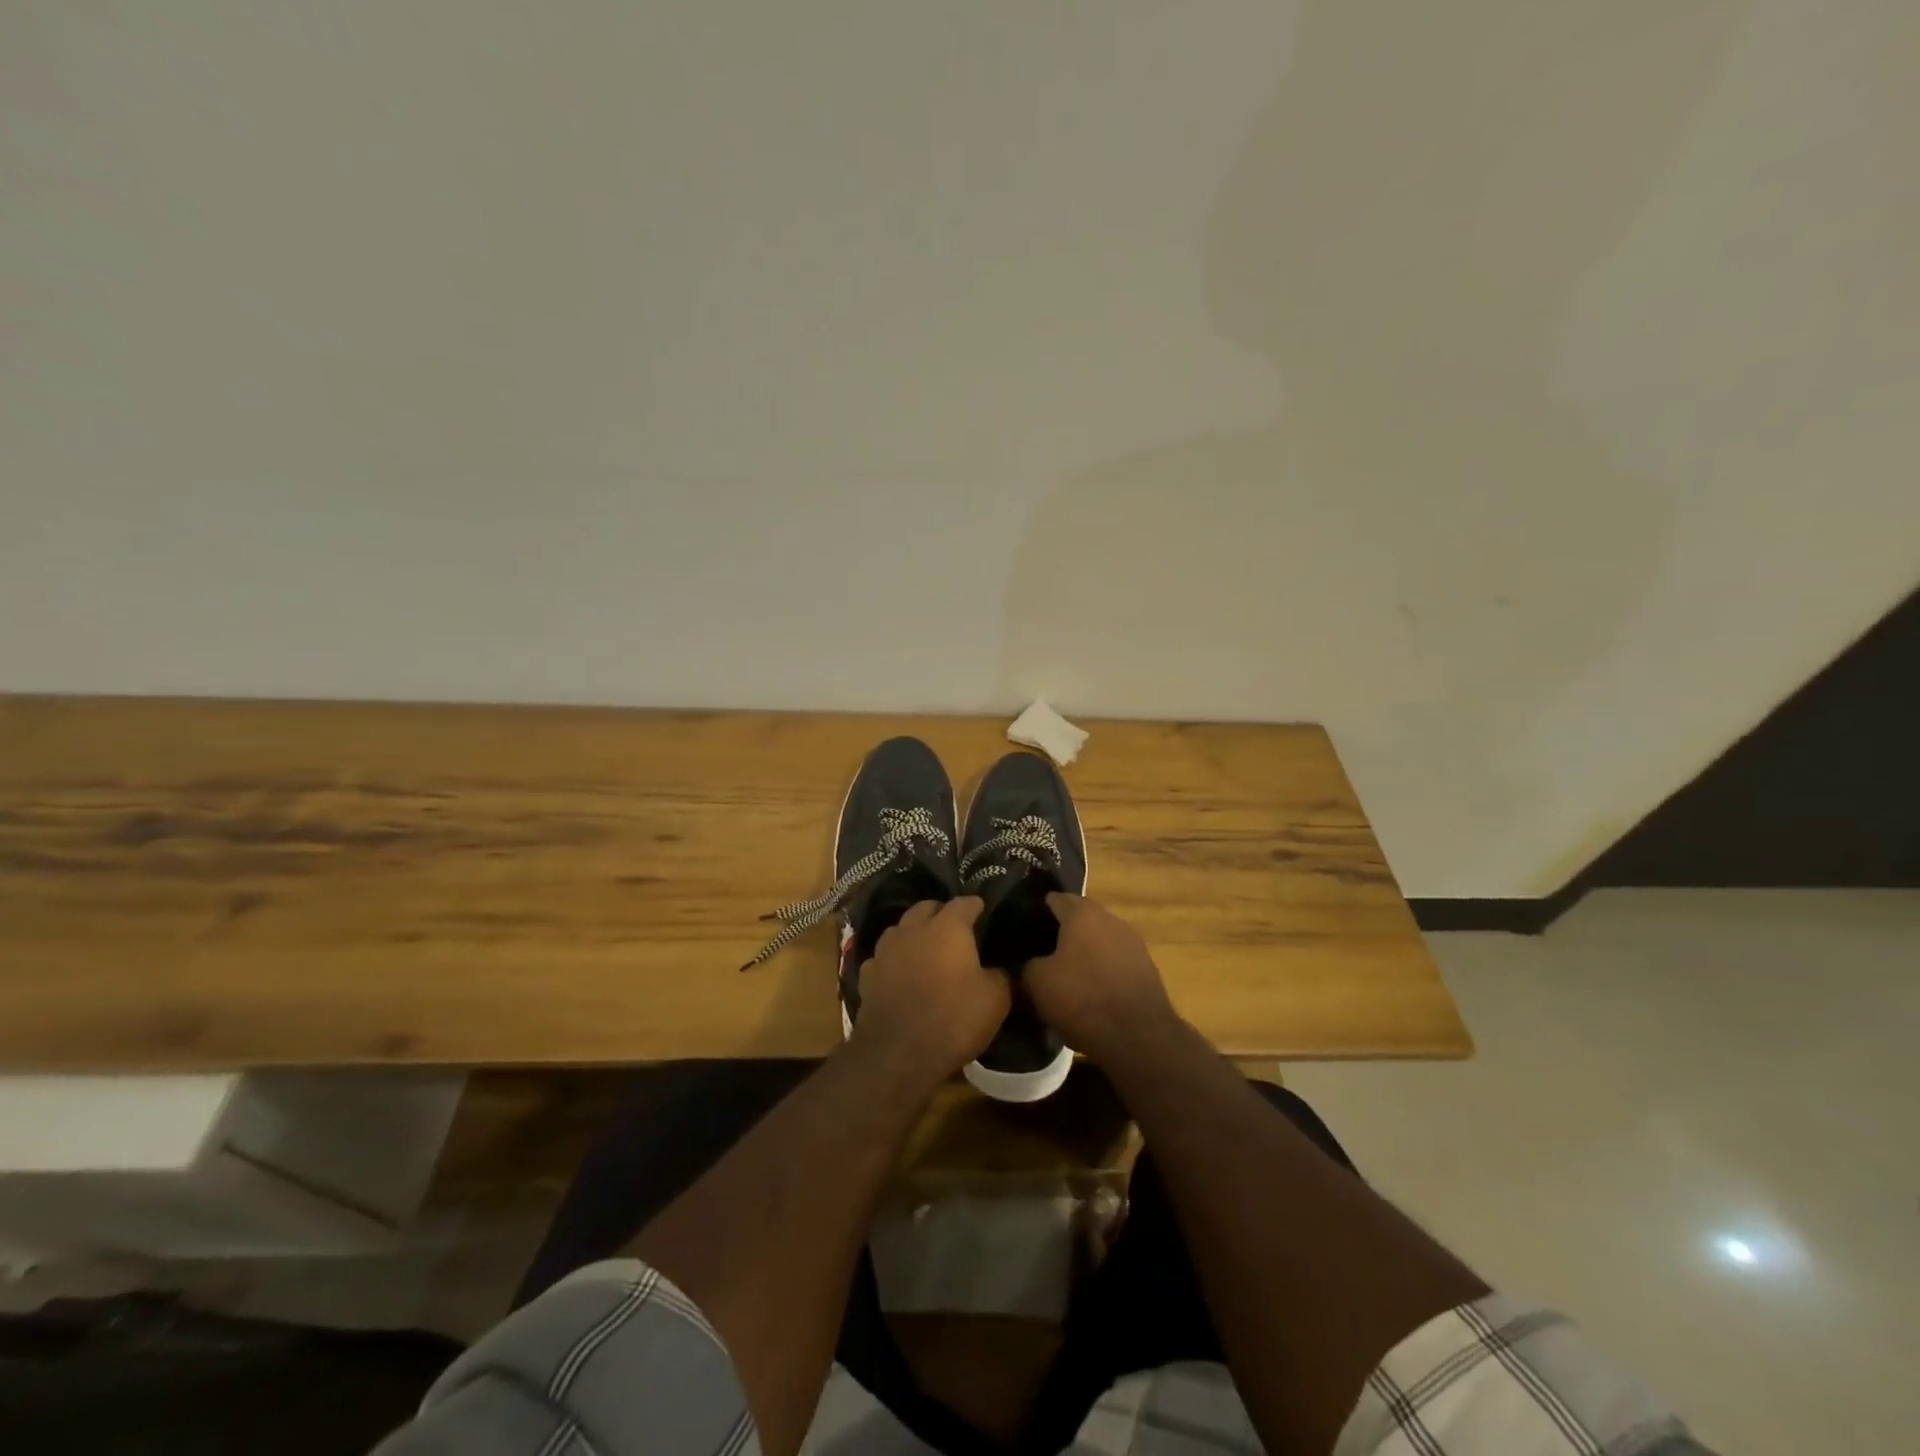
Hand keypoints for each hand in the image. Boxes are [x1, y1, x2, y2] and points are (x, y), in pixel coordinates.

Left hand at [852, 897, 1009, 1086]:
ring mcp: (885, 950)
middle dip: (941, 913)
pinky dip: (894, 961)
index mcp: (947, 928)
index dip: (976, 905)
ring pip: (900, 929)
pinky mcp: (867, 975)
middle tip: (954, 928)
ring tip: (925, 948)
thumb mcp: (995, 1000)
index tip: (983, 911)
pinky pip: (883, 958)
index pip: (964, 902)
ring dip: (914, 933)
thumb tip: (995, 969)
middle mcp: (913, 929)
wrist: (897, 1055)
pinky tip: (900, 974)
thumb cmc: (953, 1020)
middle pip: (926, 907)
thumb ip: (999, 975)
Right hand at [1025, 894, 1177, 1061]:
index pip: (1054, 899)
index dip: (1037, 912)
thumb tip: (1032, 962)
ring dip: (1084, 953)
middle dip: (1061, 933)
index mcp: (1083, 913)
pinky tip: (1090, 993)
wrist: (1139, 1037)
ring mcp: (1133, 944)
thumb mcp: (1037, 982)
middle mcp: (1111, 919)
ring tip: (1065, 976)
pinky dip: (1101, 971)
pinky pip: (1115, 962)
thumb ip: (1029, 963)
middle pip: (1080, 919)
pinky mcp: (1147, 969)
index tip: (1023, 929)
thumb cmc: (1082, 999)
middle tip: (1041, 953)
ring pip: (1099, 941)